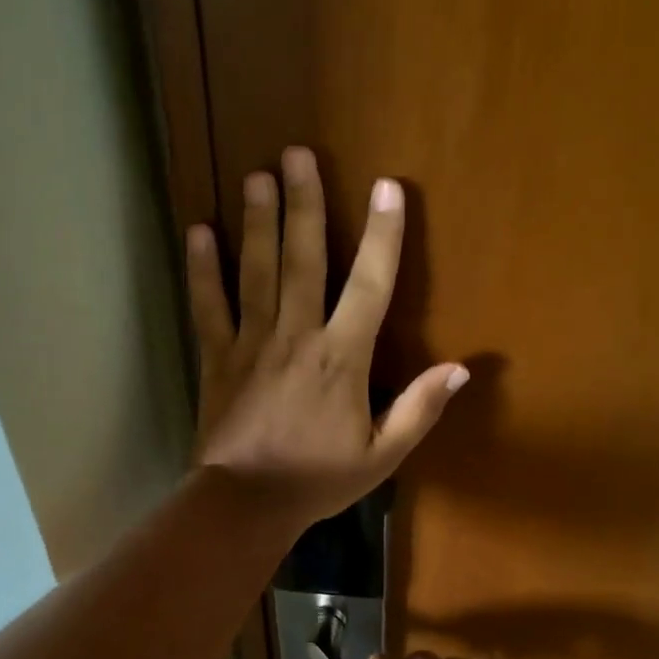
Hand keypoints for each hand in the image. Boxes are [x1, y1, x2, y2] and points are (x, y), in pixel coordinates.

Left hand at [187, 146, 467, 527]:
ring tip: (256, 176)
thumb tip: (461, 369)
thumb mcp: (381, 456)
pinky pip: (208, 305)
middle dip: (304, 204)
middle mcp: (297, 337)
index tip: (388, 188)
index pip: (370, 286)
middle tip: (296, 155)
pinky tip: (198, 232)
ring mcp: (251, 343)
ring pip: (256, 271)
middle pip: (303, 259)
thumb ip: (419, 410)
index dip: (383, 236)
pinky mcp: (216, 358)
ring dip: (257, 221)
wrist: (246, 504)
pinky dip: (202, 269)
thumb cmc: (317, 480)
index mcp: (341, 359)